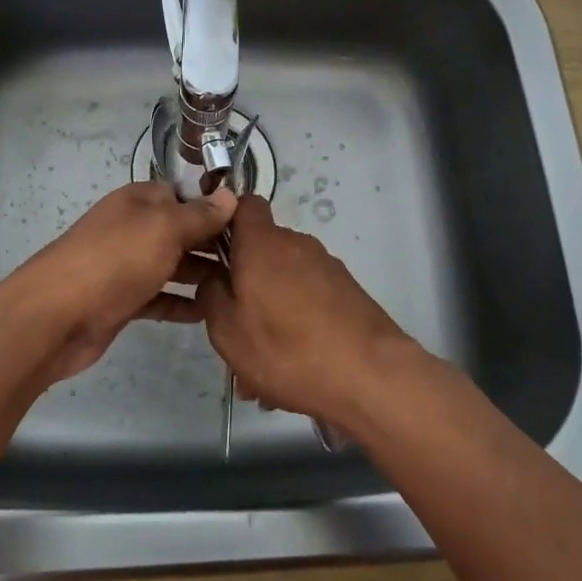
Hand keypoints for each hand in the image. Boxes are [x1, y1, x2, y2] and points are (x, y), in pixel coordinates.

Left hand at [2, 181, 235, 383]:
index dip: (214, 206)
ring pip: (171, 265)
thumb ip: (198, 215)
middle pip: (180, 230)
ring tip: (239, 287)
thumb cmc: (114, 260)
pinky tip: (208, 313)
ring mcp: (126, 266)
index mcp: (139, 201)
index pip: (183, 194)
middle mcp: (133, 228)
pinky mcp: (122, 301)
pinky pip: (159, 298)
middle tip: (253, 261)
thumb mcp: (163, 229)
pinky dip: (181, 304)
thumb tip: (230, 197)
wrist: (55, 316)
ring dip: (201, 274)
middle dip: (213, 242)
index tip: (250, 223)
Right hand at [195, 196, 417, 431]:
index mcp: (262, 243)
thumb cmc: (286, 348)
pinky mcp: (348, 292)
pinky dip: (296, 326)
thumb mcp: (227, 330)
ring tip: (261, 369)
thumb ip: (211, 295)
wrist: (370, 376)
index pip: (243, 204)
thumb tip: (214, 278)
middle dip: (244, 287)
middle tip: (233, 332)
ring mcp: (326, 267)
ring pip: (283, 284)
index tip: (212, 255)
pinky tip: (293, 370)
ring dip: (269, 315)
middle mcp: (296, 244)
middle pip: (261, 253)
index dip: (225, 223)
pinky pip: (308, 302)